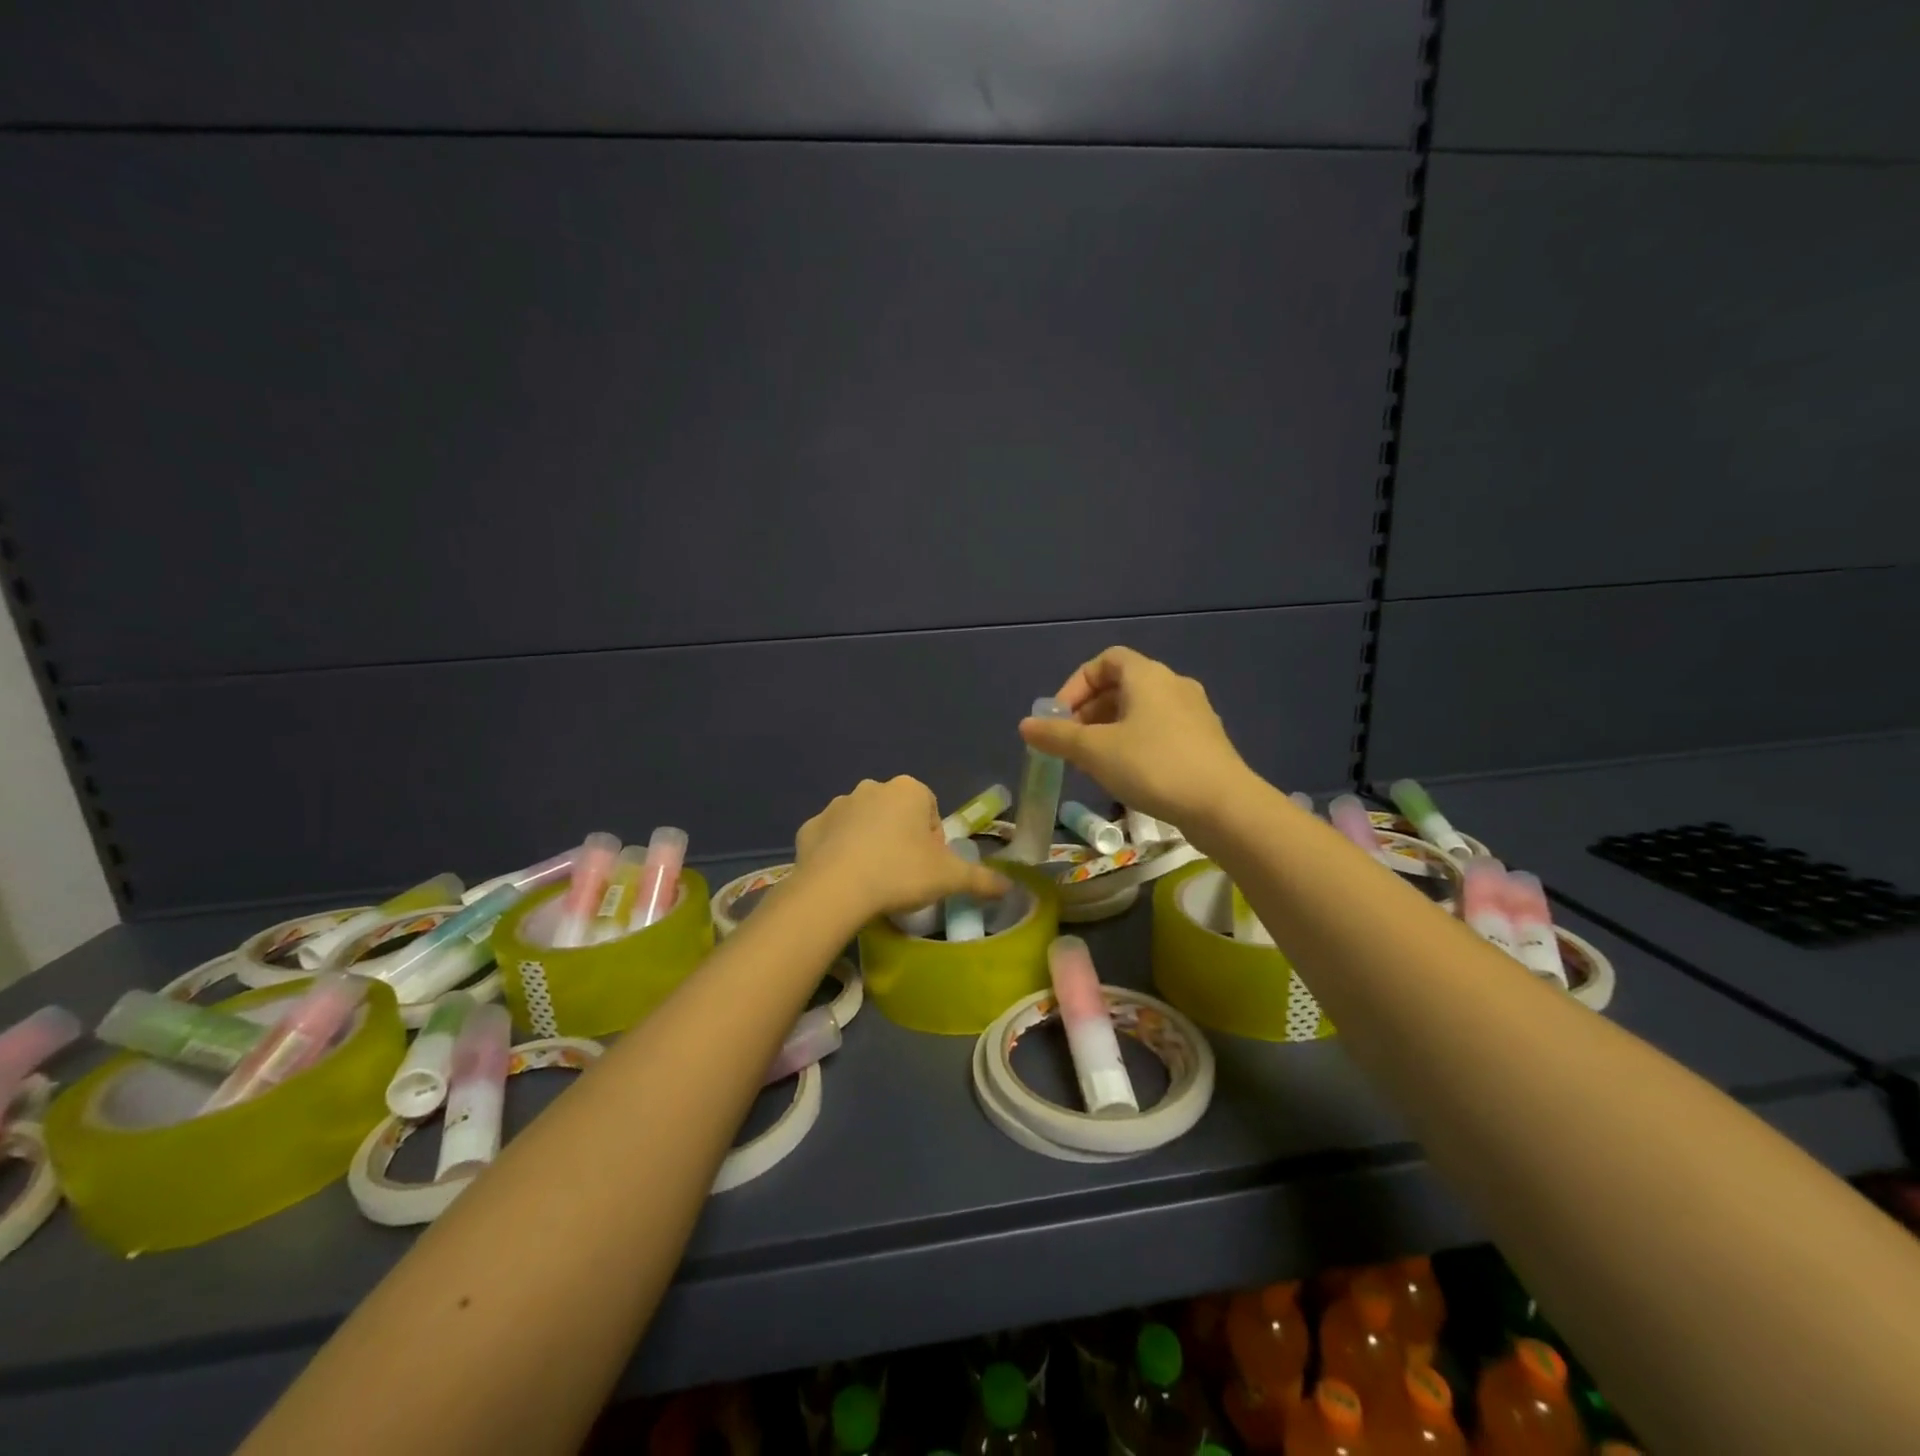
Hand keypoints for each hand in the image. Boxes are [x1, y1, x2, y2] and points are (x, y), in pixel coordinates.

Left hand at [795, 776, 1008, 921]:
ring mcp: (837, 805)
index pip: (931, 813)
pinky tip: (844, 881)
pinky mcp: (809, 827)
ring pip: (864, 825)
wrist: (834, 889)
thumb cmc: (899, 873)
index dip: (934, 843)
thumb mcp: (950, 878)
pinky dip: (839, 854)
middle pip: (897, 816)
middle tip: (902, 877)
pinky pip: (832, 839)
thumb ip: (982, 879)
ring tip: (872, 881)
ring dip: (870, 845)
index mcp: (909, 790)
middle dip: (902, 840)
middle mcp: (872, 787)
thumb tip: (1010, 886)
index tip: (928, 870)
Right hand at [1019, 646, 1253, 828]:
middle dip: (1089, 712)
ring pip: (1141, 711)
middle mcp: (1173, 685)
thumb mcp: (1094, 751)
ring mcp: (1194, 713)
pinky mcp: (1205, 741)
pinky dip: (1136, 743)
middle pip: (1122, 686)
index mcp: (1147, 676)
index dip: (1076, 684)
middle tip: (1071, 743)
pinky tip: (1128, 775)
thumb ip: (1057, 736)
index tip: (1059, 717)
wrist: (1224, 806)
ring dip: (1110, 730)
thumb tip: (1026, 726)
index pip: (1105, 661)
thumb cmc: (1153, 766)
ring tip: (1094, 763)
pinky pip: (1160, 731)